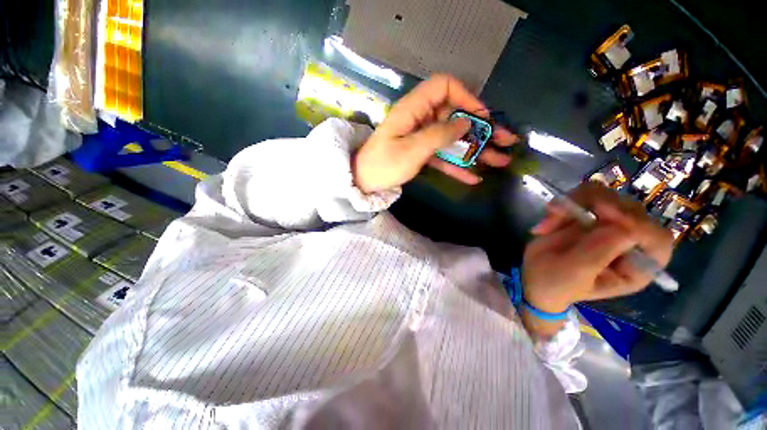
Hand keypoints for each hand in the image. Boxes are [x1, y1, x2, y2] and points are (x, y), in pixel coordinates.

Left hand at [352, 74, 517, 193]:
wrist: (364, 182)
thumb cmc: (384, 165)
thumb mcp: (412, 150)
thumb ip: (439, 135)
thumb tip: (466, 122)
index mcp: (414, 110)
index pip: (444, 87)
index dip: (466, 97)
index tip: (481, 117)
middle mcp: (421, 119)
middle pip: (456, 117)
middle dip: (482, 129)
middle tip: (507, 140)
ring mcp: (422, 138)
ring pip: (453, 139)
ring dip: (476, 150)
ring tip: (500, 161)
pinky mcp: (422, 154)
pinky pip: (443, 156)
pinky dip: (457, 165)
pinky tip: (473, 177)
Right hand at [522, 182, 673, 312]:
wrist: (530, 275)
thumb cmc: (554, 284)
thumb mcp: (575, 274)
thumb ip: (600, 251)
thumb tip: (625, 223)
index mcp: (636, 266)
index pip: (657, 239)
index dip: (637, 223)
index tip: (603, 214)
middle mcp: (629, 243)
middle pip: (632, 209)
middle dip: (597, 205)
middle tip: (565, 211)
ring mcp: (608, 226)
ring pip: (607, 195)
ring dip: (577, 201)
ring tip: (552, 215)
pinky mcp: (587, 214)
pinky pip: (584, 194)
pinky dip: (565, 200)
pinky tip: (551, 212)